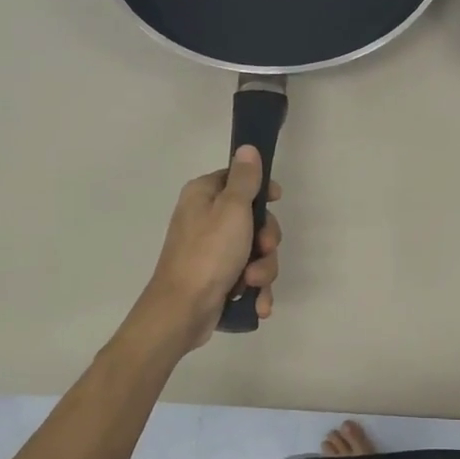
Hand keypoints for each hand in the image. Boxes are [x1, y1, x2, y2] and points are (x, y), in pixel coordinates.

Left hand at [135, 147, 281, 351]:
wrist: (183, 311)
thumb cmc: (209, 253)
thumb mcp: (232, 209)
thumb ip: (244, 178)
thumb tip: (247, 148)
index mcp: (204, 195)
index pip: (239, 179)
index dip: (261, 190)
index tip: (276, 200)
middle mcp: (205, 219)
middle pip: (253, 219)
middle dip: (266, 240)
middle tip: (263, 249)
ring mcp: (212, 251)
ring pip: (255, 251)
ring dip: (262, 269)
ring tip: (252, 283)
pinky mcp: (218, 277)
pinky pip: (247, 276)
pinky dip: (255, 289)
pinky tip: (257, 303)